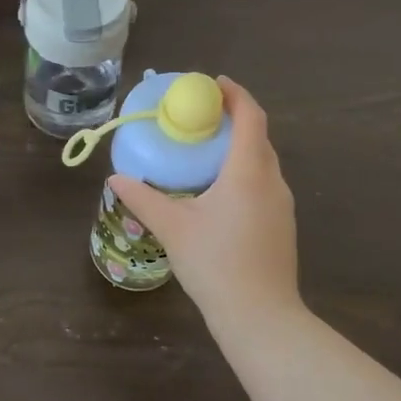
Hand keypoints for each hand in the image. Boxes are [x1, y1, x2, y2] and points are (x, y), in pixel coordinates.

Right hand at [109, 77, 302, 325]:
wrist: (260, 317)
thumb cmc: (215, 263)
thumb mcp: (172, 227)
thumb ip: (143, 199)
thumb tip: (117, 179)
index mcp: (249, 171)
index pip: (251, 116)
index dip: (235, 94)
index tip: (213, 83)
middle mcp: (272, 181)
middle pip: (258, 137)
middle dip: (233, 119)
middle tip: (200, 117)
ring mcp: (283, 205)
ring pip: (262, 163)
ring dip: (239, 148)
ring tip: (205, 152)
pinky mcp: (283, 226)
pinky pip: (264, 184)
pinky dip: (244, 173)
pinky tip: (219, 192)